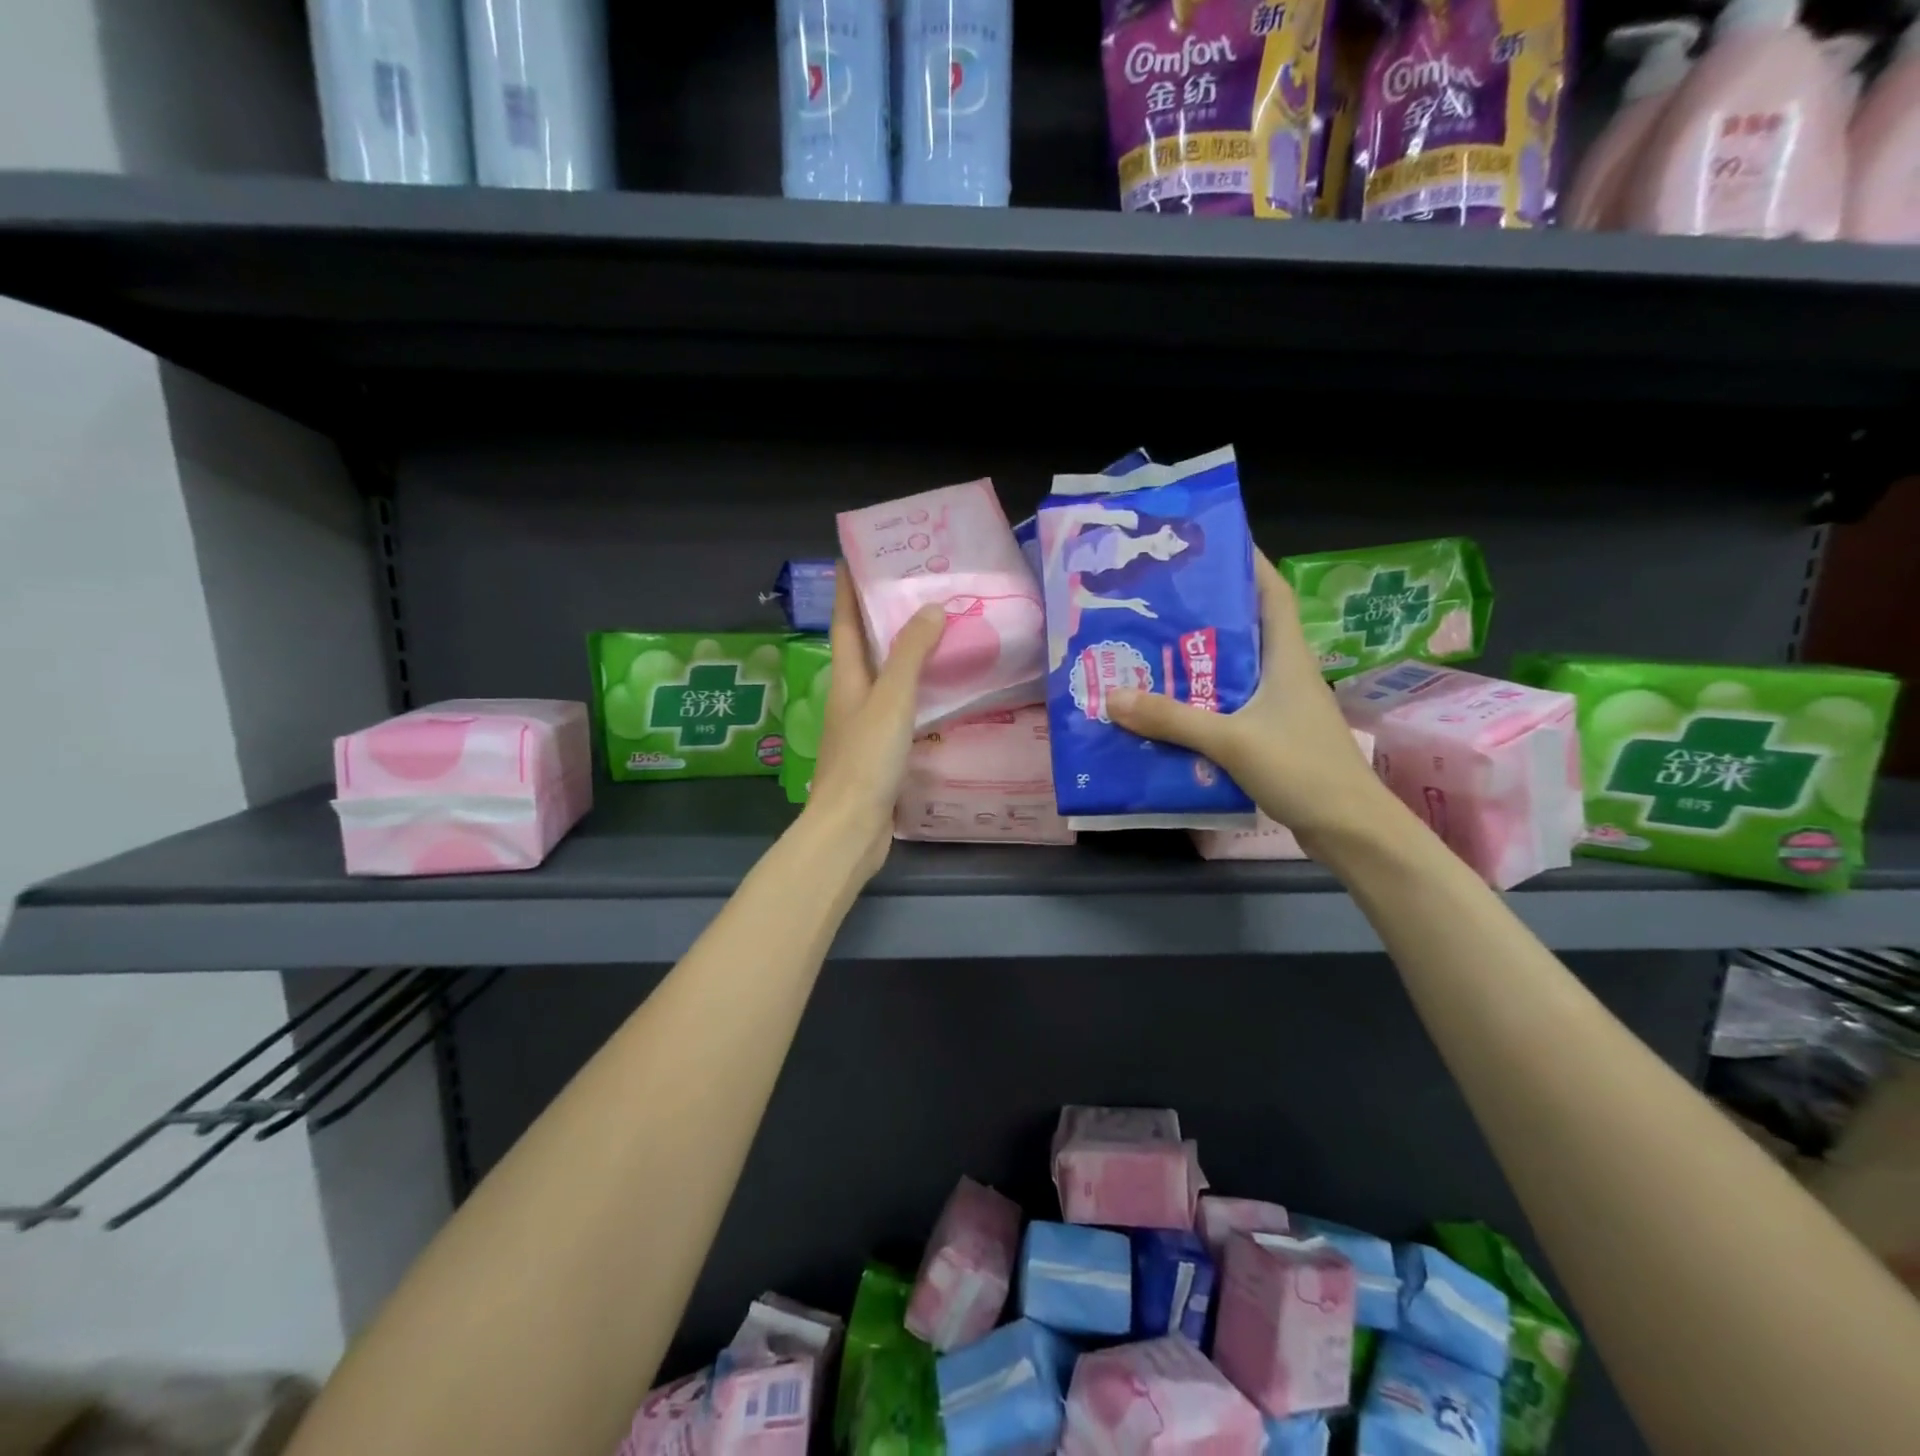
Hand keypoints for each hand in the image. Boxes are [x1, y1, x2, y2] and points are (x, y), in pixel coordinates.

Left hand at [803, 565, 946, 882]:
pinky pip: (901, 709)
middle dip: (884, 616)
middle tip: (919, 589)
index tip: (856, 554)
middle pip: (865, 647)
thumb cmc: (866, 759)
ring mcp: (864, 726)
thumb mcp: (890, 700)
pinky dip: (918, 693)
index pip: (845, 621)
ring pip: (885, 679)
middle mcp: (851, 697)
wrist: (851, 828)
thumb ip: (910, 656)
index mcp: (847, 679)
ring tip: (940, 632)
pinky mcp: (880, 752)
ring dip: (905, 654)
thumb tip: (931, 609)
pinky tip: (942, 693)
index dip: (848, 588)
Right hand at [1106, 553, 1395, 849]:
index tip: (1210, 546)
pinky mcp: (1271, 736)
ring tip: (1149, 651)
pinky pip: (1228, 707)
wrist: (1349, 830)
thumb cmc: (1302, 769)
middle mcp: (1284, 674)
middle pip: (1244, 629)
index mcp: (1286, 657)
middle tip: (1155, 603)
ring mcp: (1279, 707)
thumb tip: (1112, 697)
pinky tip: (1166, 710)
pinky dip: (1200, 703)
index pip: (1271, 594)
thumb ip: (1173, 719)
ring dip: (1197, 662)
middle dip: (1204, 613)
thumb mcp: (1232, 740)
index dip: (1248, 563)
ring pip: (1233, 671)